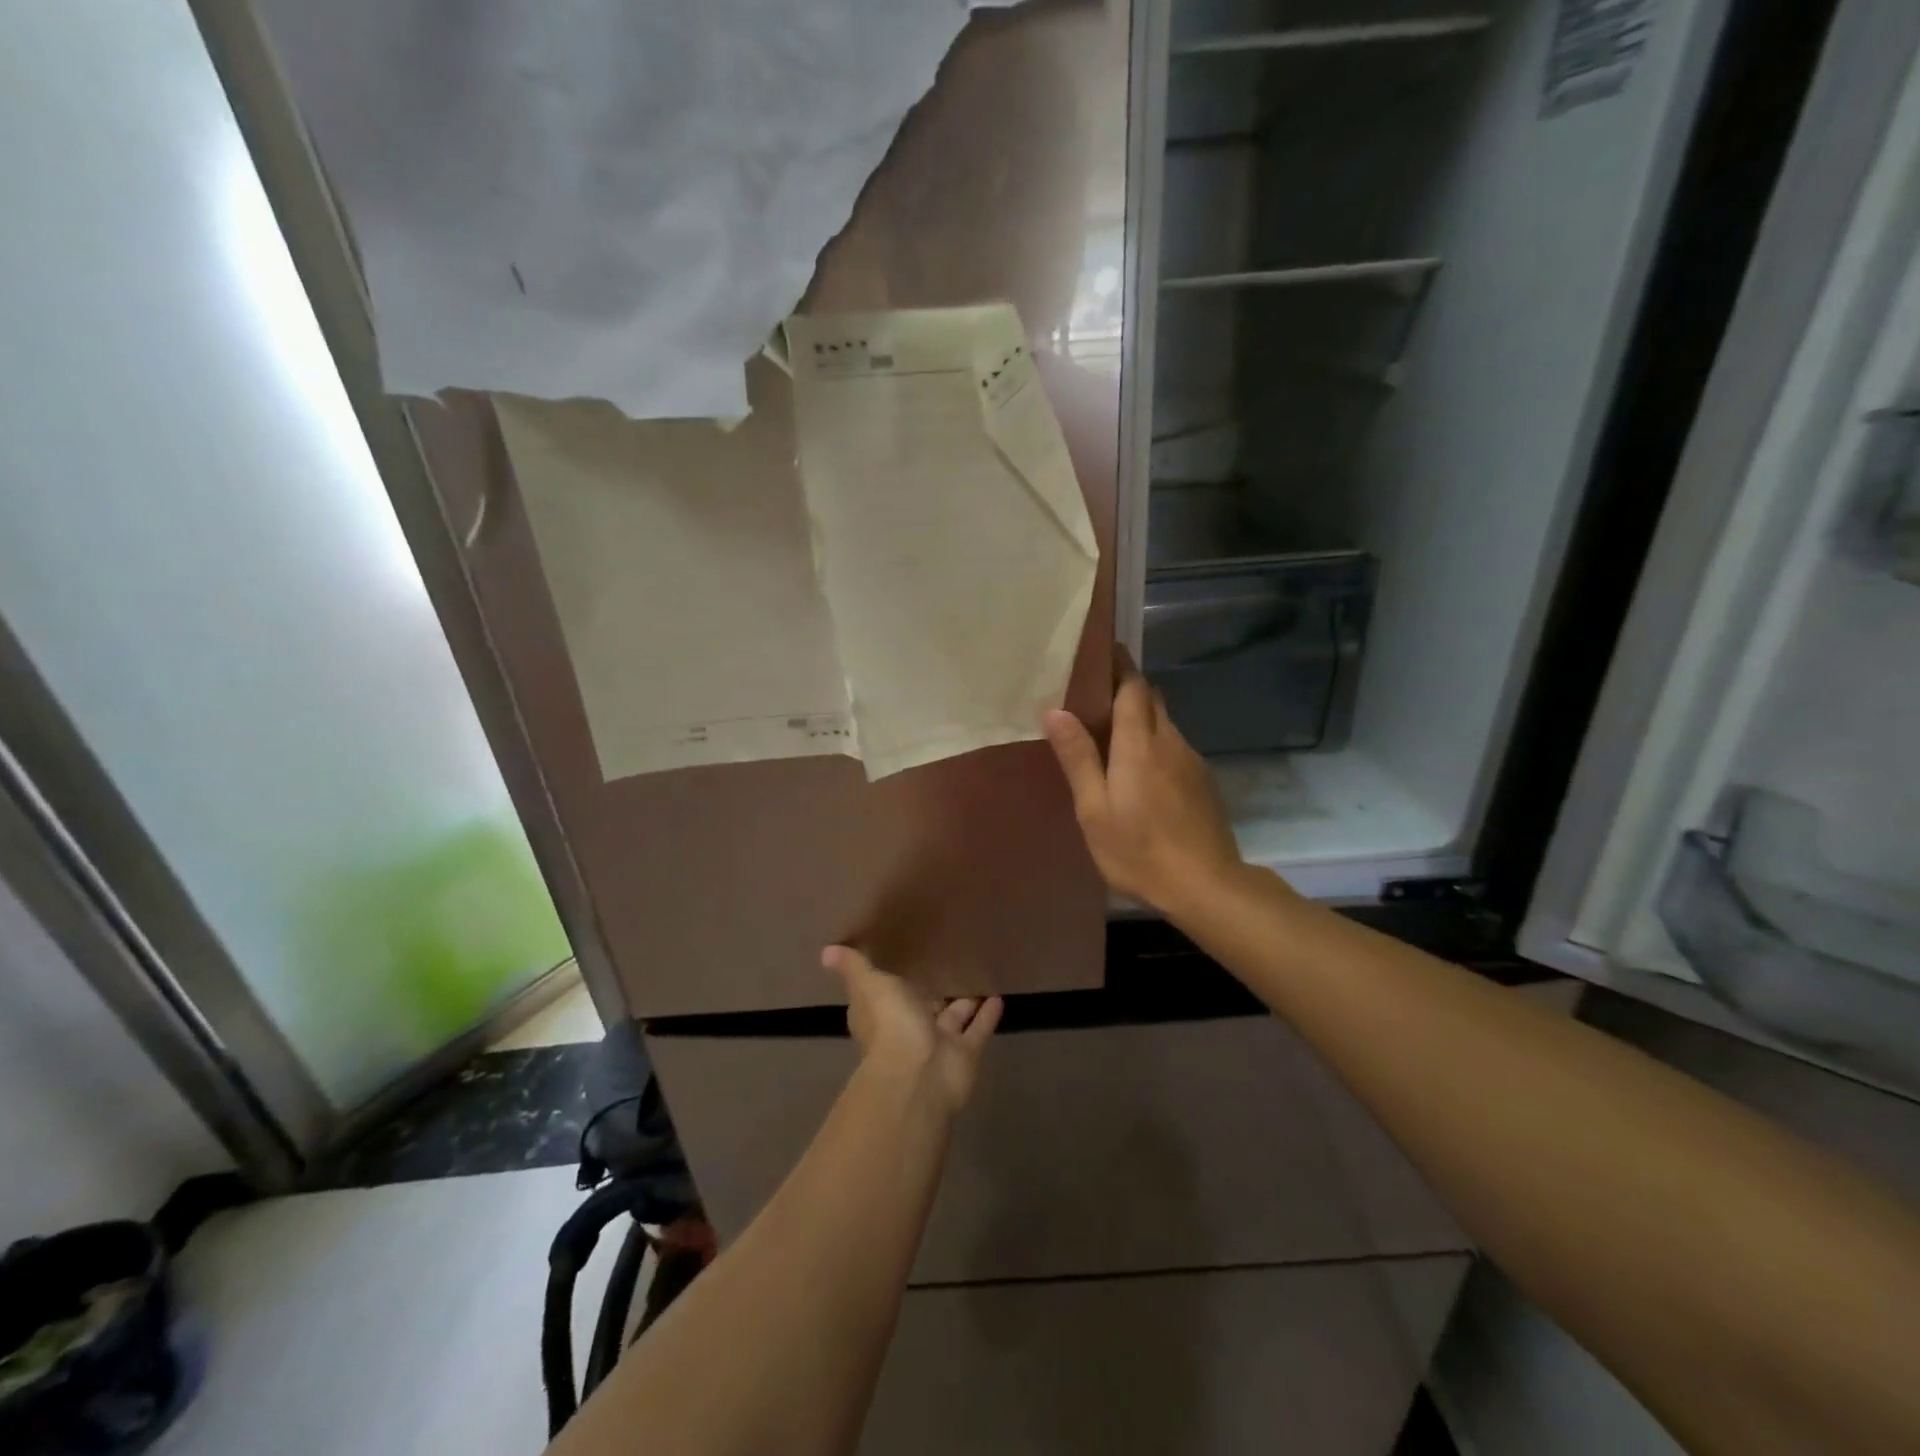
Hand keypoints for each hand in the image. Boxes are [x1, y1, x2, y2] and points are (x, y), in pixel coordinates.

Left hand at [822, 946, 1002, 1112]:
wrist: (919, 1075)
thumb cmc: (891, 1025)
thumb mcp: (870, 986)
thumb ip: (855, 968)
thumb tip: (826, 951)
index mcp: (884, 1014)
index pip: (887, 994)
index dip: (894, 981)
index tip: (906, 959)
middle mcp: (910, 1029)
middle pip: (924, 1006)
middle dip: (934, 991)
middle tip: (950, 964)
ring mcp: (939, 1044)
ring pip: (954, 1018)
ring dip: (965, 1002)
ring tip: (979, 976)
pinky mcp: (965, 1054)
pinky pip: (978, 1030)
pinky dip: (988, 1015)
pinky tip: (999, 996)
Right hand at [1042, 660, 1244, 915]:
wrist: (1206, 886)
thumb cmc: (1139, 849)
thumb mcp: (1094, 810)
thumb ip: (1078, 758)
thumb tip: (1056, 710)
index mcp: (1139, 743)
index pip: (1133, 686)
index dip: (1119, 666)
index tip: (1101, 653)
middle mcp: (1170, 741)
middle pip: (1151, 700)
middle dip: (1128, 689)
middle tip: (1095, 695)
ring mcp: (1192, 761)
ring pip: (1164, 724)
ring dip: (1141, 719)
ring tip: (1111, 735)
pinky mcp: (1203, 782)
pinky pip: (1174, 748)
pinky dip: (1155, 744)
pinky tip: (1141, 772)